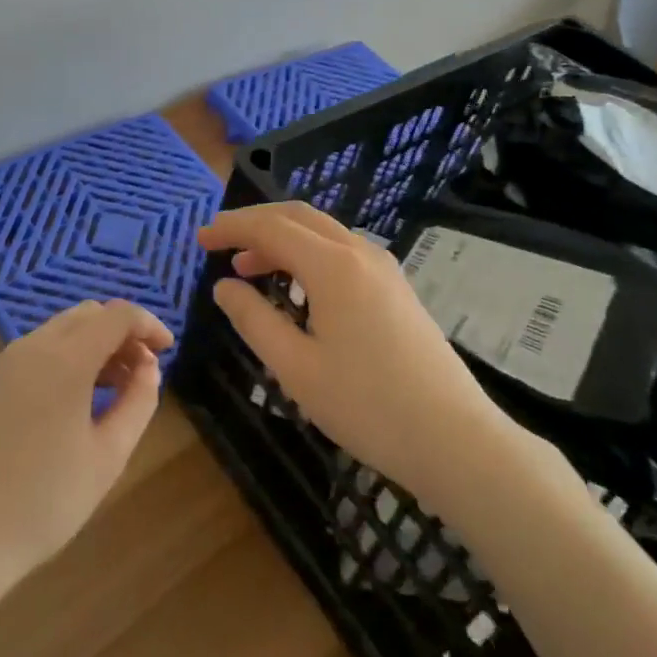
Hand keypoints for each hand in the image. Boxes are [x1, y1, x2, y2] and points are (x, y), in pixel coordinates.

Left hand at [0, 299, 172, 598]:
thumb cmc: (43, 503)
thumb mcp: (108, 457)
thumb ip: (138, 401)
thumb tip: (148, 367)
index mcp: (66, 359)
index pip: (117, 315)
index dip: (148, 324)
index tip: (166, 350)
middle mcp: (33, 346)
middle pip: (89, 315)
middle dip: (121, 333)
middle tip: (140, 372)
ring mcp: (5, 361)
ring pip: (61, 329)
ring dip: (93, 344)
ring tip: (110, 388)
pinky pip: (36, 350)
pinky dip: (64, 357)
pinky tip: (70, 399)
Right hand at [200, 203, 558, 518]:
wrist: (456, 440)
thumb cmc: (369, 407)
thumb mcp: (297, 369)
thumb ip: (254, 320)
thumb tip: (224, 286)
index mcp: (332, 265)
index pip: (271, 227)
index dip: (232, 228)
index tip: (200, 239)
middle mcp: (359, 251)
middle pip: (297, 216)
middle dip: (255, 224)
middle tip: (219, 244)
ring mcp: (383, 266)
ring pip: (322, 232)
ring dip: (282, 239)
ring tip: (248, 268)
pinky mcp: (396, 286)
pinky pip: (341, 250)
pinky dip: (308, 253)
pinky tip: (296, 286)